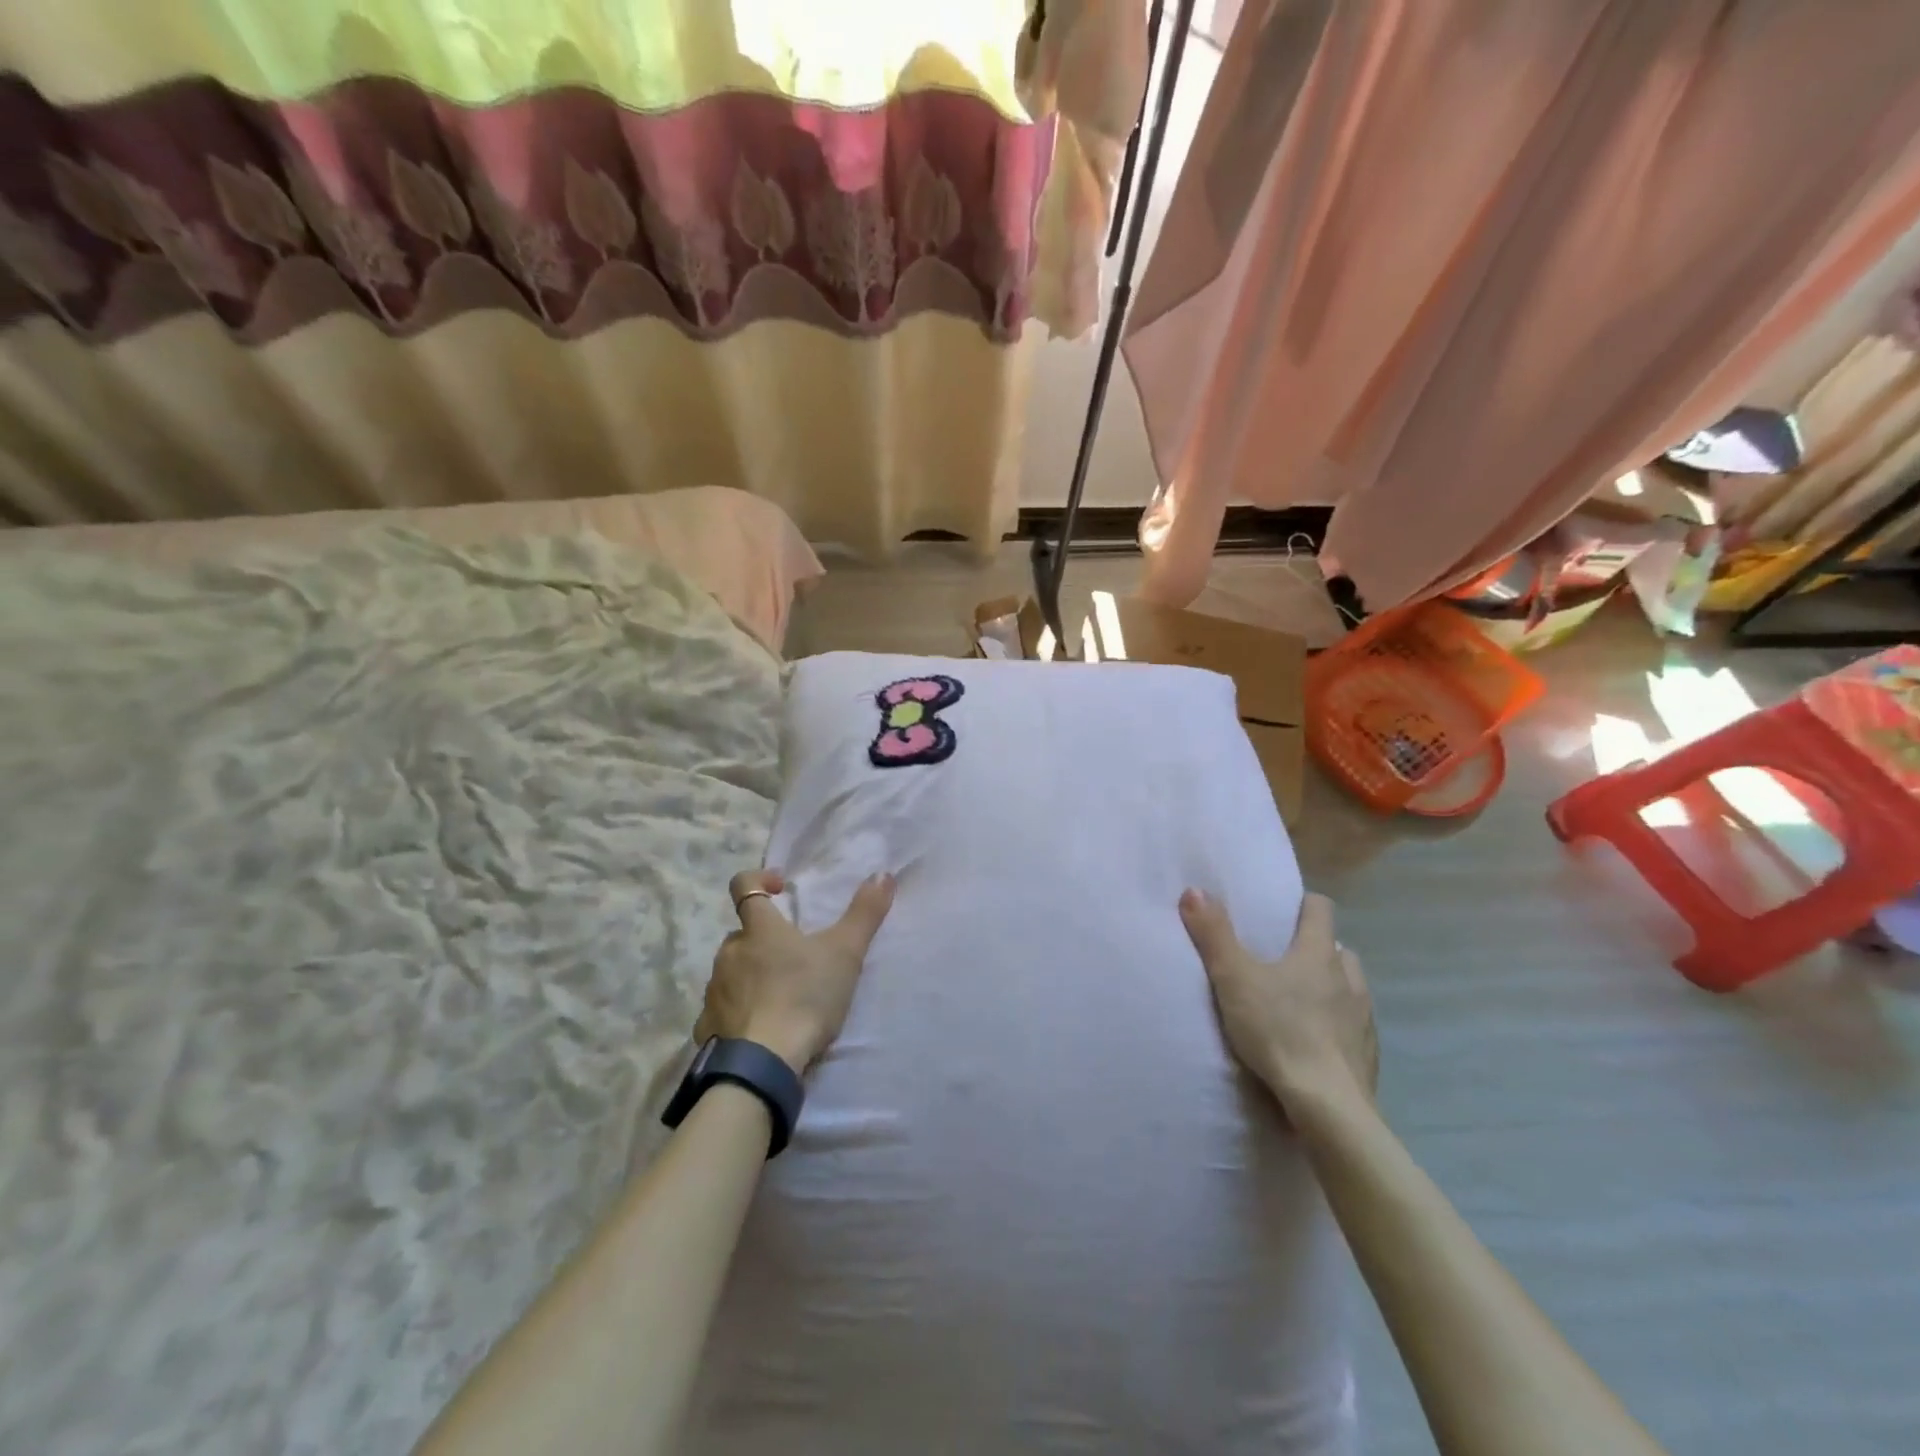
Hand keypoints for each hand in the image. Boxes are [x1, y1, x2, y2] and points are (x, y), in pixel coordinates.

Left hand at [696, 869, 896, 1074]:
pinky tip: (758, 1029)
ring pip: (731, 971)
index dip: (758, 879)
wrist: (764, 1063)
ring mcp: (714, 989)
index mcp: (759, 929)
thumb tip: (883, 874)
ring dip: (751, 976)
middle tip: (794, 959)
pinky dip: (737, 1013)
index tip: (780, 889)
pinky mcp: (706, 1026)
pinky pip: (721, 1010)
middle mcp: (729, 952)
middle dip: (764, 940)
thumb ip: (865, 912)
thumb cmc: (805, 997)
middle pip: (743, 934)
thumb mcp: (846, 953)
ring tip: (780, 997)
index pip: (743, 885)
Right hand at [1179, 889, 1377, 1118]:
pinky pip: (1354, 1027)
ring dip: (1330, 986)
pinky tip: (1315, 1042)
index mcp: (1318, 953)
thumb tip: (1195, 889)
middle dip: (1314, 948)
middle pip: (1337, 947)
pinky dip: (1337, 1025)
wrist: (1327, 1107)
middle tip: (1282, 960)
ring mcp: (1363, 1017)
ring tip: (1299, 1001)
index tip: (1280, 911)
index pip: (1320, 908)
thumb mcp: (1233, 979)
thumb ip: (1213, 934)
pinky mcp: (1368, 1055)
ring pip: (1350, 986)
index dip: (1302, 904)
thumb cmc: (1279, 1031)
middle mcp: (1348, 978)